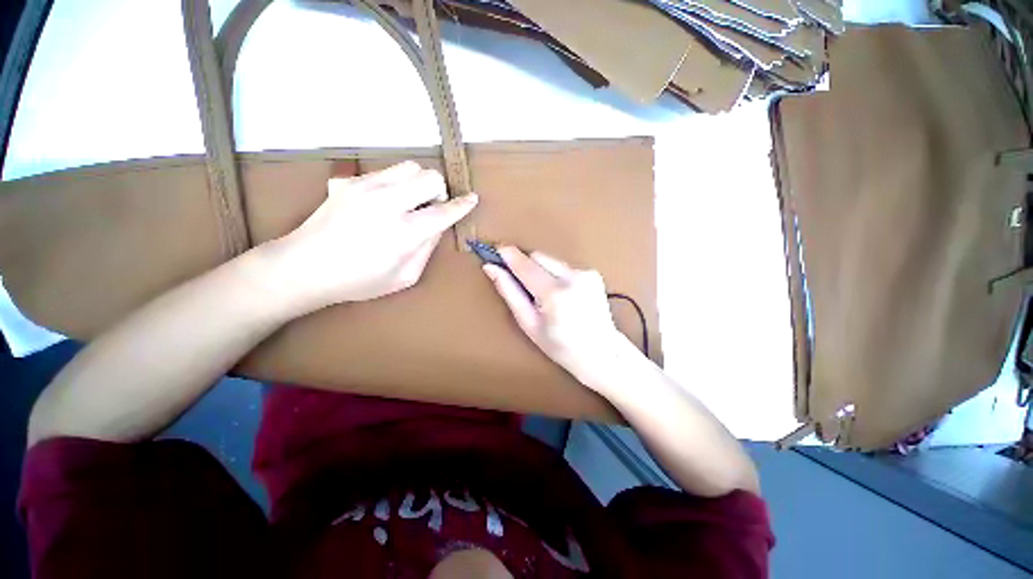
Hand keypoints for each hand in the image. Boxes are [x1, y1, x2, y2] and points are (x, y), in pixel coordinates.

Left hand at [266, 161, 476, 311]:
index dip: (462, 205)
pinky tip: (385, 202)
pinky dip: (396, 183)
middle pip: (429, 177)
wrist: (304, 267)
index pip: (444, 211)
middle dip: (439, 190)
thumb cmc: (359, 281)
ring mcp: (366, 187)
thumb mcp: (405, 277)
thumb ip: (427, 249)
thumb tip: (437, 226)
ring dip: (418, 182)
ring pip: (409, 167)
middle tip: (432, 206)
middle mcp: (388, 203)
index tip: (471, 198)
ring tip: (411, 201)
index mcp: (405, 232)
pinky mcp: (349, 181)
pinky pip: (386, 172)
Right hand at [482, 247, 628, 383]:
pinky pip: (564, 266)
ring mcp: (586, 273)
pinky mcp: (593, 273)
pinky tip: (562, 294)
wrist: (601, 352)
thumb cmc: (560, 345)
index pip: (525, 264)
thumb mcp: (529, 324)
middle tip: (523, 285)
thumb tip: (491, 268)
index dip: (508, 255)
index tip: (495, 250)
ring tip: (546, 295)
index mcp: (554, 293)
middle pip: (538, 256)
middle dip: (526, 266)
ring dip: (542, 271)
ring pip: (551, 260)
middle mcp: (572, 277)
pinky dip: (556, 275)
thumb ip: (509, 292)